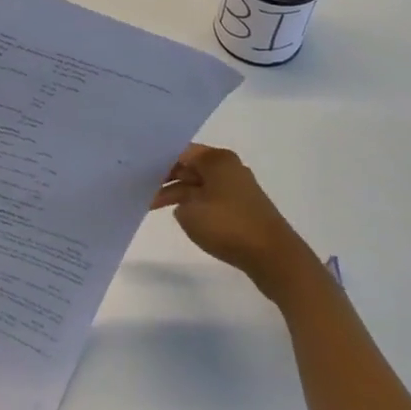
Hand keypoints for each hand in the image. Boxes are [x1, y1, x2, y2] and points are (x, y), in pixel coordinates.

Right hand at [152, 144, 322, 302]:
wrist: (274, 258)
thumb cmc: (229, 226)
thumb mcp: (190, 212)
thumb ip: (177, 200)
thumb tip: (184, 202)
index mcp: (217, 159)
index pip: (180, 151)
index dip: (157, 161)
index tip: (137, 170)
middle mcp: (228, 167)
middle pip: (190, 166)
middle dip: (166, 177)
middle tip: (139, 187)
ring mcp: (237, 188)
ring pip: (199, 184)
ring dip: (178, 194)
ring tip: (151, 205)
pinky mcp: (242, 208)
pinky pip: (210, 199)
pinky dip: (194, 205)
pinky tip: (179, 215)